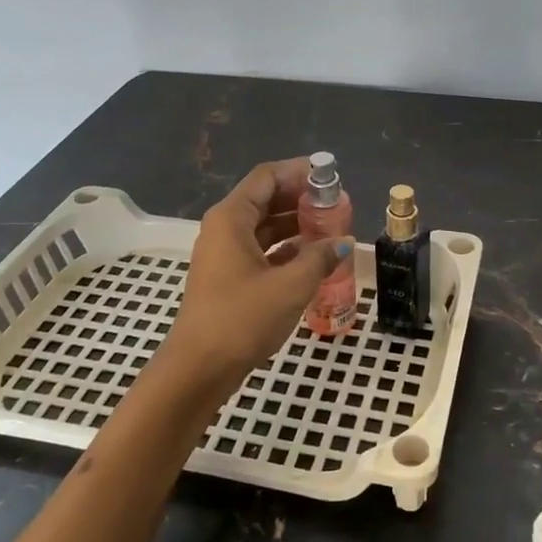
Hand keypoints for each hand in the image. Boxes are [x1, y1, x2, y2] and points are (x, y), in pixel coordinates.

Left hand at [163, 158, 351, 395]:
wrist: (198, 369)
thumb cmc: (242, 319)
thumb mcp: (290, 286)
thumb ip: (320, 258)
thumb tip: (342, 242)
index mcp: (231, 218)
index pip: (267, 177)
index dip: (299, 172)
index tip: (331, 178)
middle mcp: (224, 228)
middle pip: (266, 199)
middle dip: (301, 199)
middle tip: (337, 206)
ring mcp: (223, 254)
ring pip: (264, 226)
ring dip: (296, 225)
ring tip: (331, 230)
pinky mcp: (228, 277)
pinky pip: (261, 249)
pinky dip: (286, 249)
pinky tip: (313, 259)